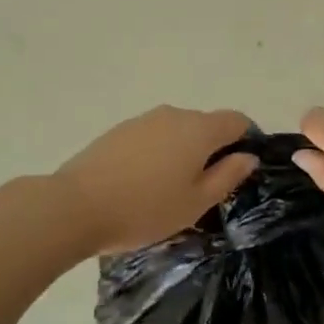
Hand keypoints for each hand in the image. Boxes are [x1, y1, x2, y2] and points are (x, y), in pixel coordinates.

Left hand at [57, 107, 259, 255]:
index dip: (247, 140)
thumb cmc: (146, 209)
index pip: (237, 120)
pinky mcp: (119, 130)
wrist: (76, 206)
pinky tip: (144, 183)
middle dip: (213, 150)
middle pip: (206, 124)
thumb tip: (248, 156)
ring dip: (183, 152)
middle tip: (205, 189)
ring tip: (171, 190)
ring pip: (177, 131)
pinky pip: (153, 137)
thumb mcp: (196, 202)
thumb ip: (228, 176)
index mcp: (199, 129)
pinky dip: (159, 154)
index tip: (241, 170)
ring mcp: (143, 120)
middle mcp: (173, 114)